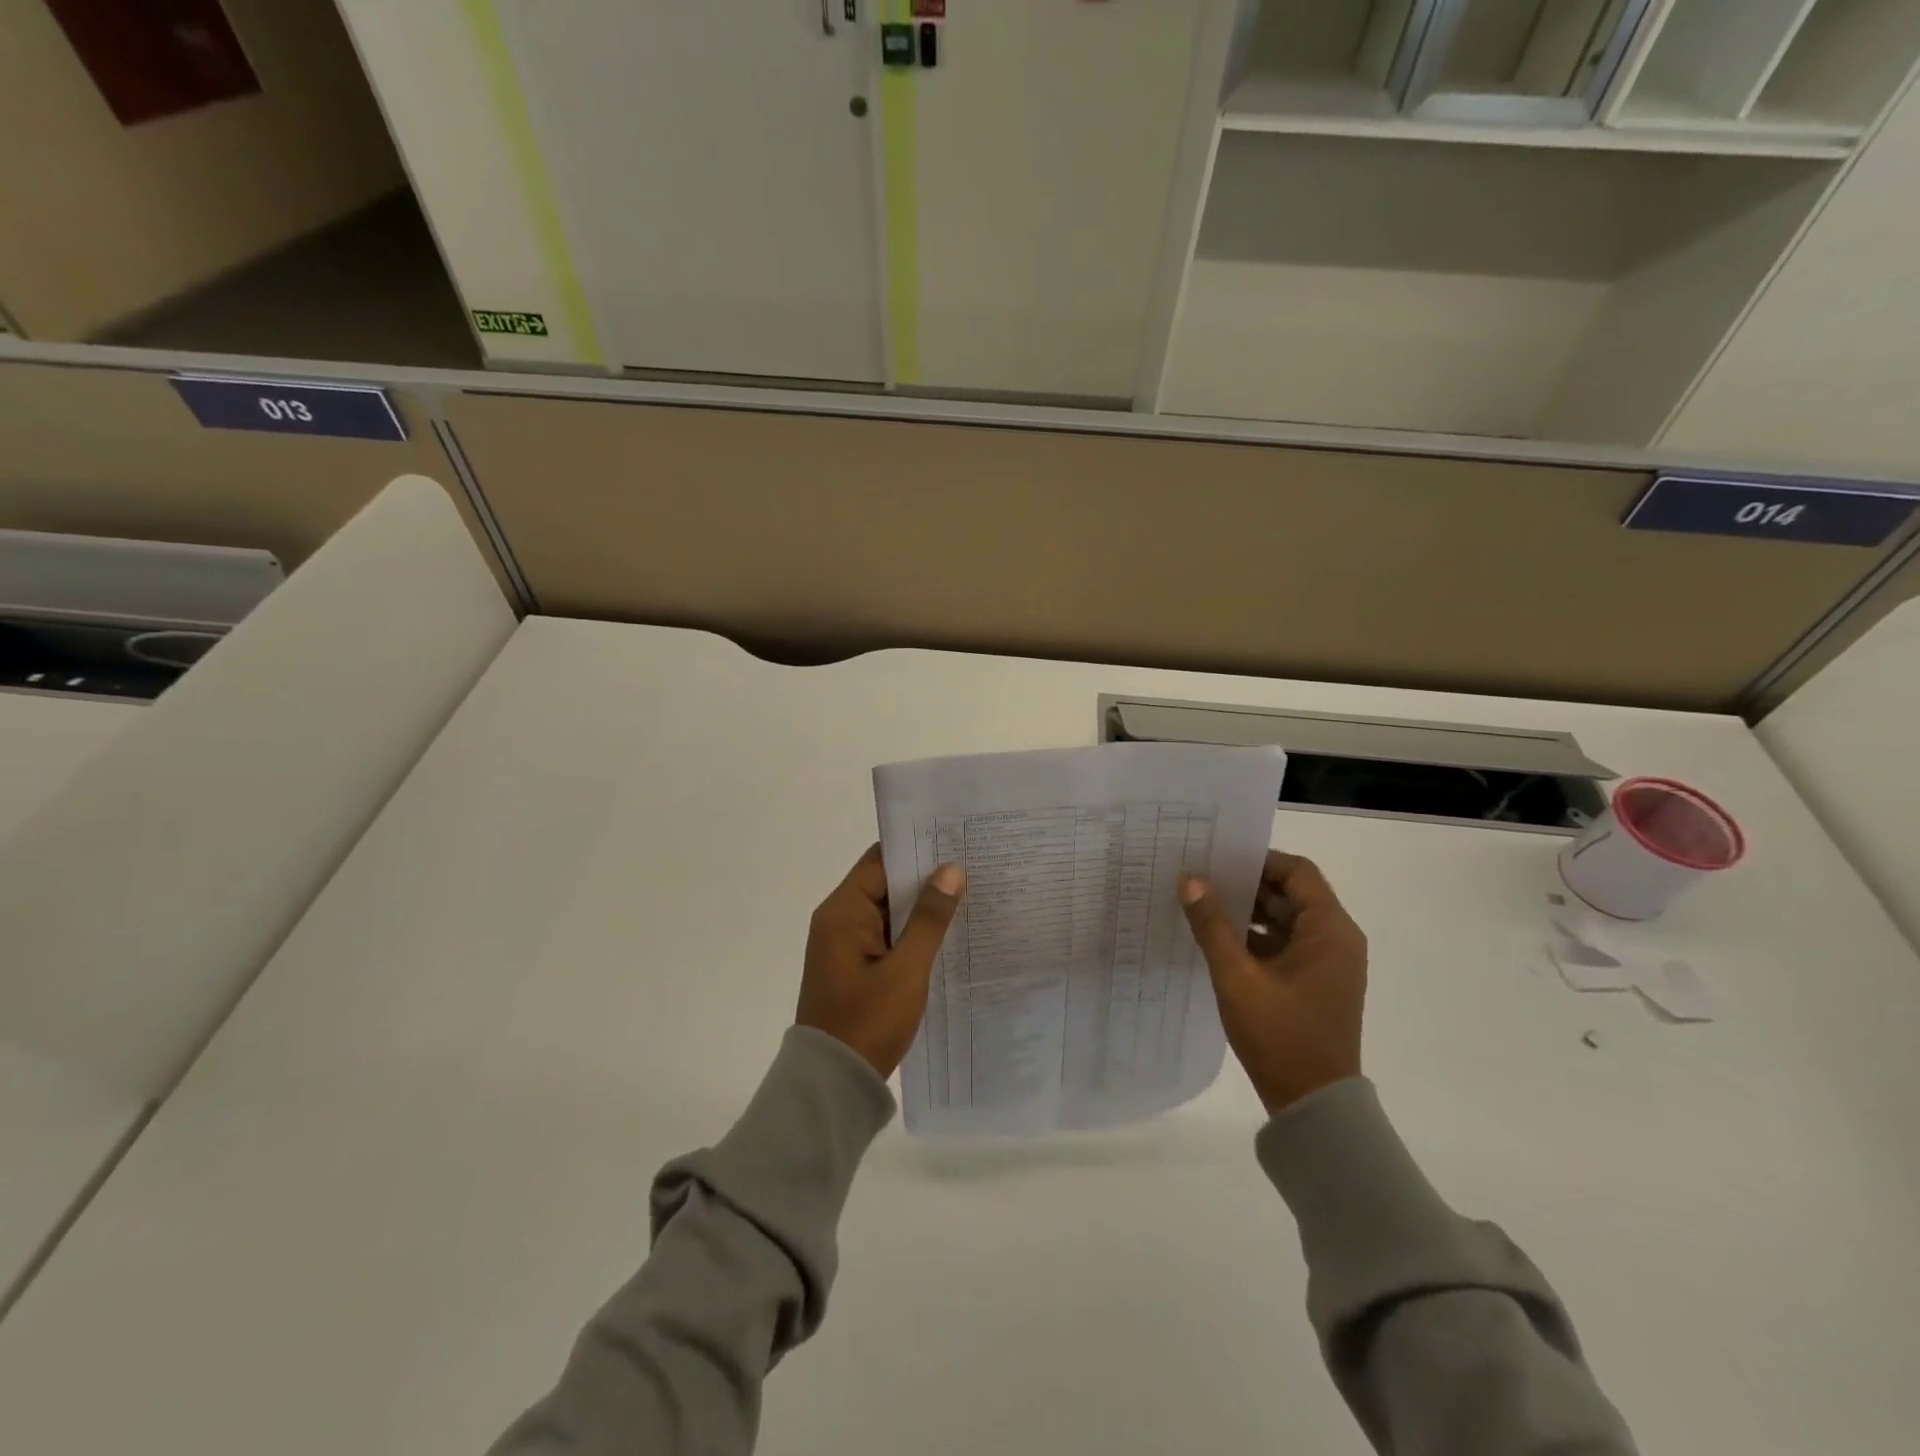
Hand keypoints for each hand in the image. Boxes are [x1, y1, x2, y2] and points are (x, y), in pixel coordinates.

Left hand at [797, 844, 965, 1077]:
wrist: (834, 1083)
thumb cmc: (867, 1022)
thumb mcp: (906, 970)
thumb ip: (929, 919)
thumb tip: (950, 870)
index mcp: (843, 912)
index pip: (880, 861)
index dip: (916, 848)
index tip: (954, 840)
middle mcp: (839, 920)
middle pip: (885, 883)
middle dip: (925, 877)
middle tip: (972, 866)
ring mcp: (846, 944)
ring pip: (889, 911)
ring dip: (921, 906)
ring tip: (969, 893)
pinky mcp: (855, 966)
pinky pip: (887, 935)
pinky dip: (912, 931)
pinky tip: (948, 932)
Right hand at [1180, 851, 1366, 1115]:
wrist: (1313, 1105)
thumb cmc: (1280, 1035)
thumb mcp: (1237, 976)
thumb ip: (1212, 925)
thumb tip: (1190, 880)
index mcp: (1330, 930)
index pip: (1298, 872)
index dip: (1259, 860)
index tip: (1218, 857)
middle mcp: (1336, 940)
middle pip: (1291, 893)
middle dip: (1246, 884)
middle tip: (1200, 877)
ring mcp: (1326, 964)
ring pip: (1285, 920)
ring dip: (1247, 912)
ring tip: (1201, 905)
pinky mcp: (1314, 983)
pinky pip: (1284, 944)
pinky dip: (1254, 937)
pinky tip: (1217, 940)